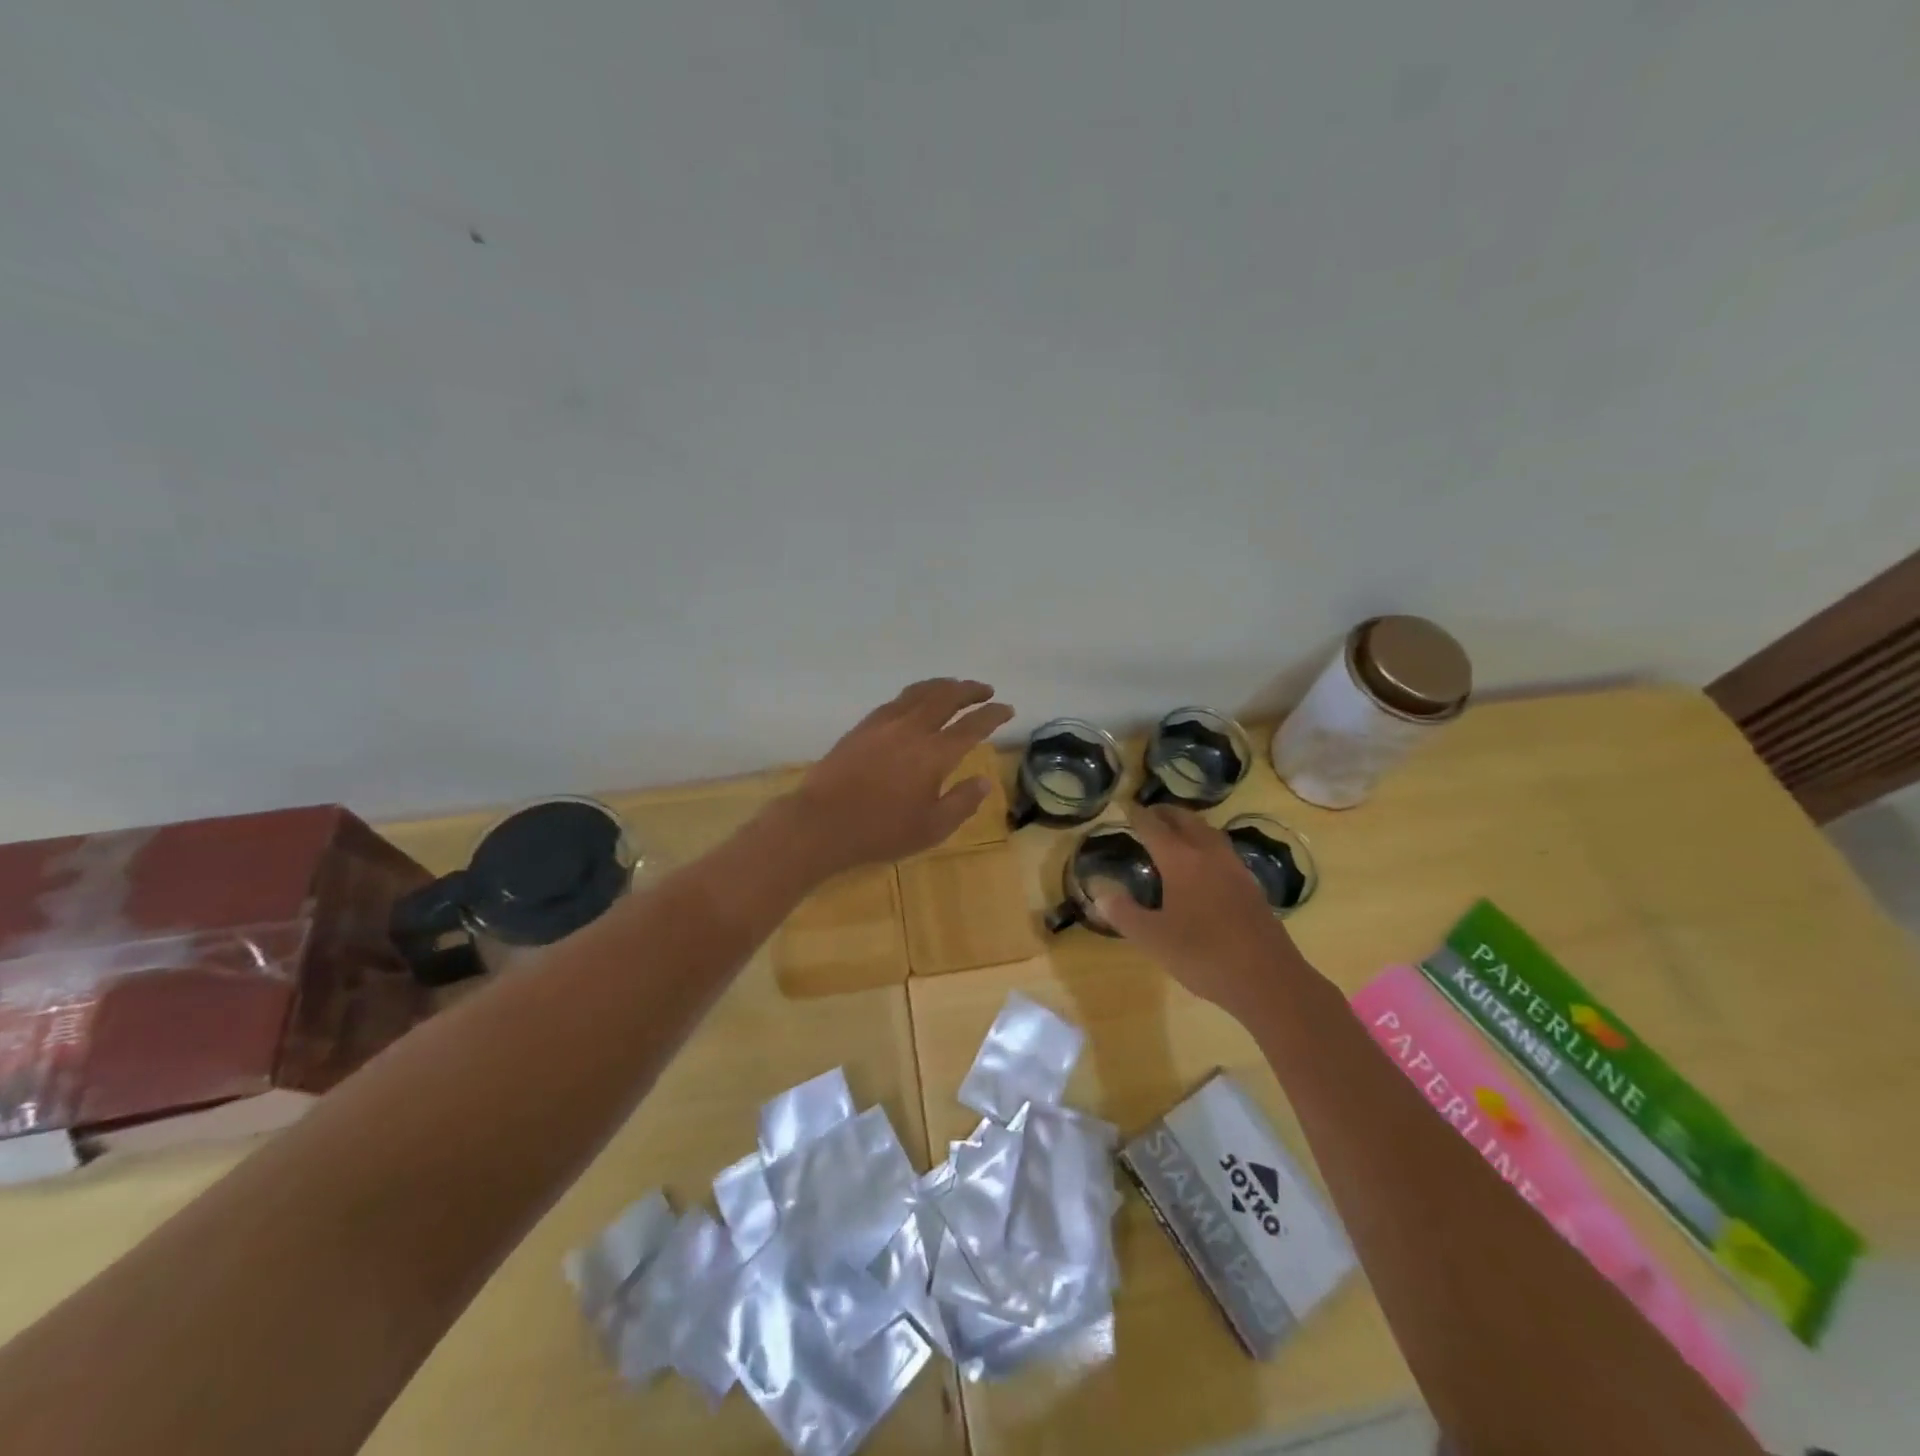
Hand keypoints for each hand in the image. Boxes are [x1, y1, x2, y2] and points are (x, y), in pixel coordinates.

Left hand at [785, 679, 1014, 872]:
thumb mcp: (931, 828)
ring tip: (955, 687)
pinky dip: (916, 694)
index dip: (993, 714)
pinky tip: (916, 702)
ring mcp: (884, 724)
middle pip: (946, 697)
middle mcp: (912, 729)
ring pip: (919, 692)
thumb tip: (984, 781)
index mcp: (935, 754)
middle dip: (970, 690)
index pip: (972, 725)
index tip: (1007, 709)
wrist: (821, 823)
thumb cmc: (880, 832)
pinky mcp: (862, 727)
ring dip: (943, 685)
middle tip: (985, 691)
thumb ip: (962, 802)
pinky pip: (896, 700)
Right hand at [1092, 805, 1299, 1023]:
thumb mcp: (1153, 938)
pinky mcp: (1251, 887)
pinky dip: (1207, 845)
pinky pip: (1223, 851)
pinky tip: (1205, 865)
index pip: (1154, 827)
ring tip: (1175, 832)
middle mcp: (1209, 855)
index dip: (1136, 815)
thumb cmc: (1203, 955)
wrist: (1268, 980)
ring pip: (1209, 833)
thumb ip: (1124, 913)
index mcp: (1181, 861)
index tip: (1124, 805)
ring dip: (1189, 825)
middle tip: (1149, 813)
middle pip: (1186, 820)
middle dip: (1165, 813)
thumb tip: (1100, 893)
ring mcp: (1235, 869)